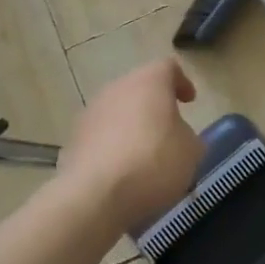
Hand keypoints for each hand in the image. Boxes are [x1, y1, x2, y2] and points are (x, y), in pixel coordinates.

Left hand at [57, 58, 202, 228]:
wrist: (95, 195)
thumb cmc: (154, 162)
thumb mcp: (191, 151)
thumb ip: (189, 136)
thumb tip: (179, 137)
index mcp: (149, 82)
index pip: (168, 68)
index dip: (181, 82)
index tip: (189, 102)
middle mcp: (116, 89)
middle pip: (139, 89)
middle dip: (154, 107)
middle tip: (168, 129)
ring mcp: (90, 114)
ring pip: (117, 113)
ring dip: (131, 128)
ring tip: (145, 156)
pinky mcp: (73, 141)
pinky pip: (100, 138)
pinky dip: (113, 148)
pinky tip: (123, 173)